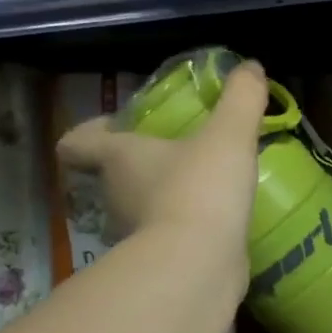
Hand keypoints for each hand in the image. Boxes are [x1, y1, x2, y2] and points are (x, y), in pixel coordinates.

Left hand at [56, 61, 267, 258]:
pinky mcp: (160, 264)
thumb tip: (251, 67)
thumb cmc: (201, 189)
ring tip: (202, 189)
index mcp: (120, 158)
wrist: (199, 265)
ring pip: (140, 209)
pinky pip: (168, 240)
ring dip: (162, 199)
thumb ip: (241, 99)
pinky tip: (216, 225)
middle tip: (174, 154)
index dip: (87, 133)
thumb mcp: (228, 135)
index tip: (107, 128)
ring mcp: (134, 235)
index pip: (80, 143)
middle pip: (113, 176)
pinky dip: (184, 231)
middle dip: (138, 166)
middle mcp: (116, 196)